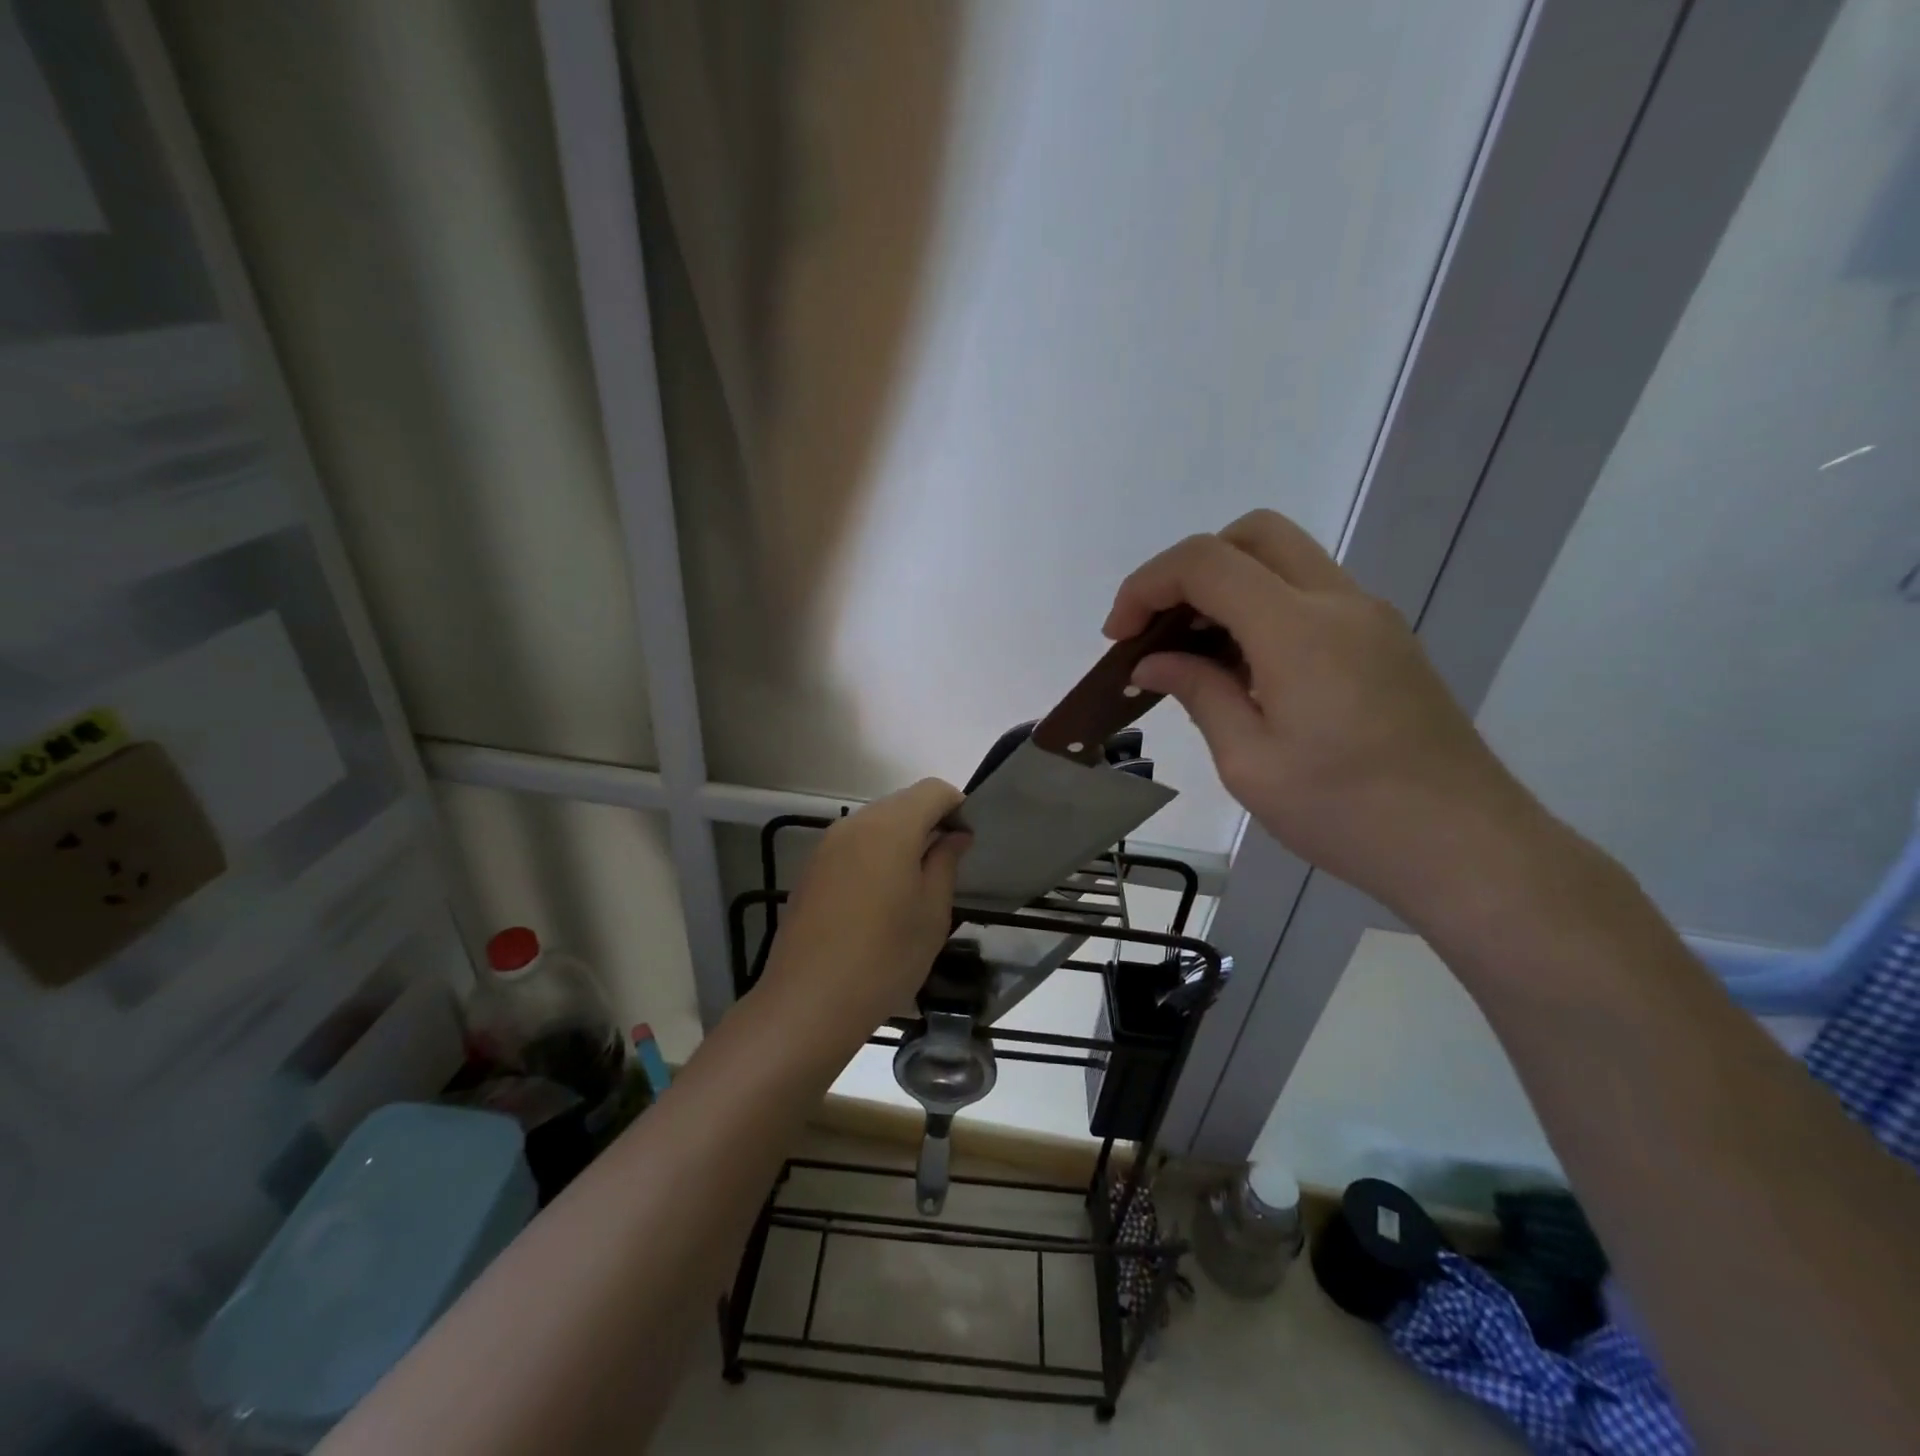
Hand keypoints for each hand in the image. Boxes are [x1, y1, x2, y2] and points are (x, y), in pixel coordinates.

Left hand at [756, 779, 969, 1057]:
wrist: (809, 1001)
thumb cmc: (885, 958)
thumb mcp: (932, 913)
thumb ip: (945, 863)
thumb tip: (954, 836)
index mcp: (890, 827)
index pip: (933, 790)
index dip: (957, 807)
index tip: (966, 843)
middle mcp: (855, 823)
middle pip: (902, 803)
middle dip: (928, 822)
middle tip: (945, 866)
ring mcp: (827, 845)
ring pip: (875, 823)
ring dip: (900, 839)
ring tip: (912, 886)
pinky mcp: (811, 868)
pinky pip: (853, 845)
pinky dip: (874, 855)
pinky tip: (878, 899)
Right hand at [1105, 510, 1540, 917]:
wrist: (1465, 846)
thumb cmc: (1345, 813)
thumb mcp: (1249, 763)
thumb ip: (1199, 693)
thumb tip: (1152, 662)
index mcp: (1297, 630)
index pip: (1206, 562)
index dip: (1147, 586)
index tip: (1120, 637)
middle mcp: (1338, 602)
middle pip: (1250, 535)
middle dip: (1188, 569)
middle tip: (1159, 629)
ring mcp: (1369, 617)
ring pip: (1284, 559)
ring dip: (1226, 587)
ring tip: (1194, 655)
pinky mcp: (1384, 640)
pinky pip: (1310, 594)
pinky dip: (1261, 608)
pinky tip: (1245, 670)